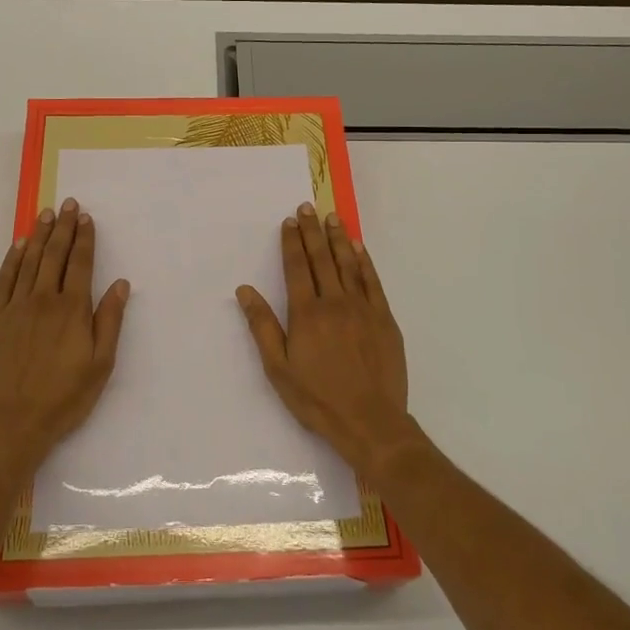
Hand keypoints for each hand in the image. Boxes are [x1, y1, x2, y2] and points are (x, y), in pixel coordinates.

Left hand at [0, 198, 129, 470]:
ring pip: (28, 262)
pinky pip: (3, 280)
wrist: (11, 424)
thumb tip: (120, 284)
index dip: (84, 239)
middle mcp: (43, 301)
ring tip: (46, 214)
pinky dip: (12, 259)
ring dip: (39, 236)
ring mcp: (14, 308)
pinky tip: (19, 245)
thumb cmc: (63, 399)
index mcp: (72, 310)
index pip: (80, 264)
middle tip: (67, 204)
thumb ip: (109, 321)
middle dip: (63, 228)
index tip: (86, 217)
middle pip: (55, 256)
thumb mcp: (100, 365)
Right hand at [236, 202, 413, 475]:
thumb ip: (262, 326)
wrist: (370, 421)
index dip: (292, 243)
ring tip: (332, 217)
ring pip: (348, 264)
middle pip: (321, 259)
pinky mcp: (384, 319)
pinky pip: (373, 281)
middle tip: (308, 207)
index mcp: (306, 314)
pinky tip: (358, 248)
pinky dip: (364, 262)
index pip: (297, 268)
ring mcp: (363, 308)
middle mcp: (334, 302)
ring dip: (338, 239)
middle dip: (312, 232)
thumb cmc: (317, 399)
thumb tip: (245, 290)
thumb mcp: (278, 368)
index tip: (289, 222)